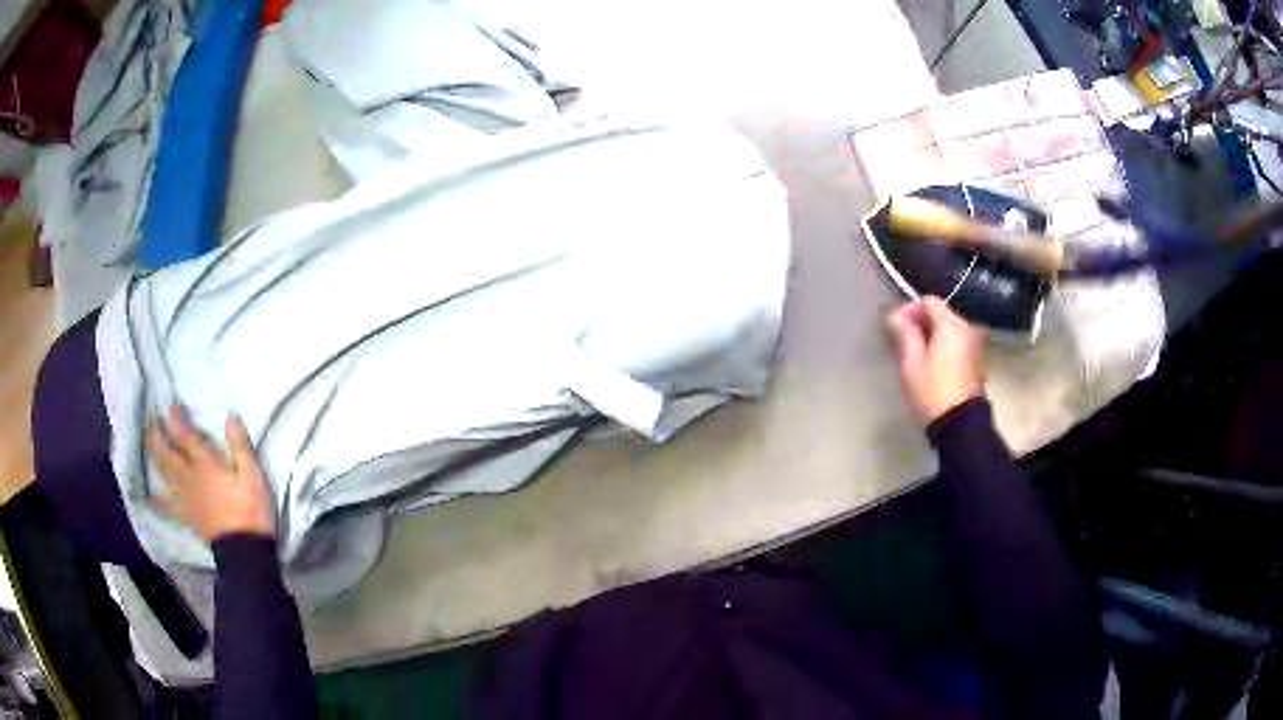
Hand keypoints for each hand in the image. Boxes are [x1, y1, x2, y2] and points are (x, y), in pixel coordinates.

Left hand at [147, 406, 274, 543]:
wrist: (244, 552)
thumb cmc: (250, 510)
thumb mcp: (253, 475)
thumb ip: (240, 446)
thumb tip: (230, 416)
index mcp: (205, 465)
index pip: (185, 435)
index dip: (176, 418)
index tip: (170, 403)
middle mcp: (189, 477)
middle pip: (166, 452)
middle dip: (157, 433)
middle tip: (152, 418)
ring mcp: (185, 497)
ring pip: (163, 472)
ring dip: (154, 454)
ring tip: (149, 442)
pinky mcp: (186, 515)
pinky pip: (167, 505)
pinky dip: (156, 499)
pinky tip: (150, 495)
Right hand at [884, 296, 984, 424]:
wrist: (959, 426)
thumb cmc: (932, 391)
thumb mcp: (911, 362)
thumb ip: (903, 332)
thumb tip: (894, 313)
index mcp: (951, 325)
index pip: (928, 301)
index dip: (910, 310)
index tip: (896, 329)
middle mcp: (967, 329)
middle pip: (940, 315)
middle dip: (920, 325)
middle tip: (902, 344)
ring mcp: (975, 346)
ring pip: (948, 331)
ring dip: (932, 338)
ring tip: (915, 357)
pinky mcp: (976, 363)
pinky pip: (956, 345)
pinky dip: (943, 349)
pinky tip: (931, 367)